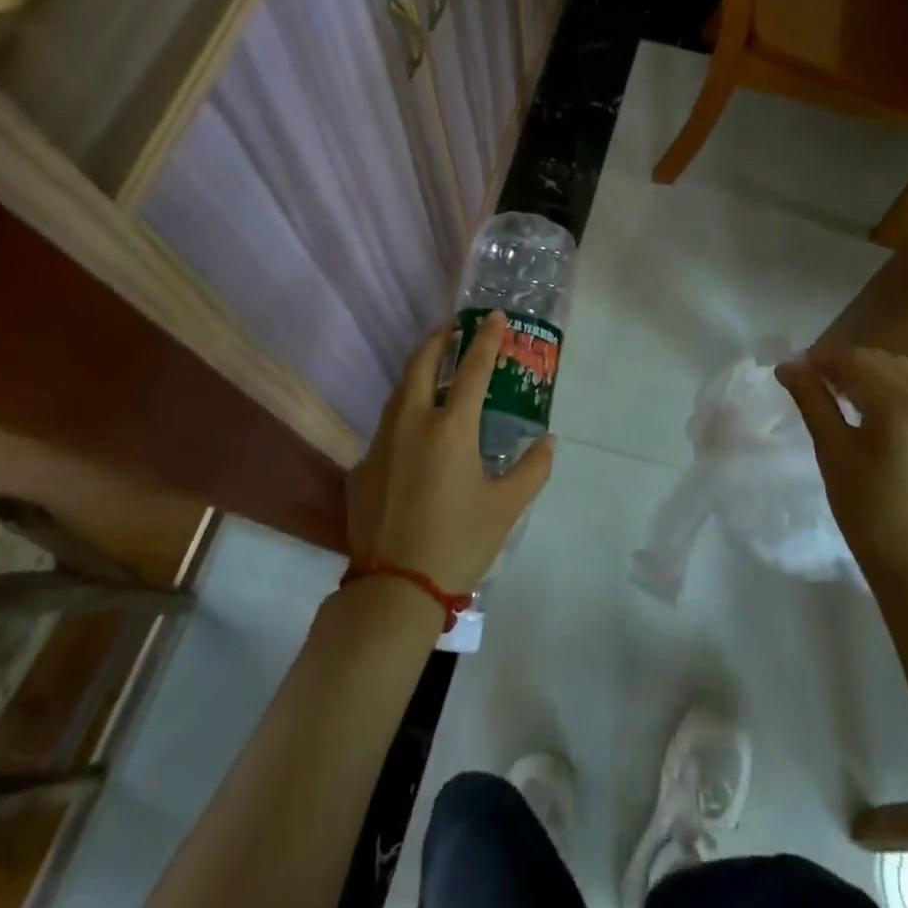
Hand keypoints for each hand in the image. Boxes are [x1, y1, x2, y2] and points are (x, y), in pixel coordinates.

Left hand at [346, 312, 554, 594]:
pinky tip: (413, 434)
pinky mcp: (361, 467)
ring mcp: (380, 444)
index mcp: (451, 428)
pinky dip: (404, 414)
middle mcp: (411, 424)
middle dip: (438, 340)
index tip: (493, 316)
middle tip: (452, 329)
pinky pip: (386, 428)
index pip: (473, 369)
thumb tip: (547, 441)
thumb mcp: (507, 508)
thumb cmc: (459, 543)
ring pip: (399, 392)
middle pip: (421, 364)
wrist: (394, 591)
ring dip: (418, 372)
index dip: (486, 339)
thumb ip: (532, 469)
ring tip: (434, 369)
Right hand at [775, 346, 907, 581]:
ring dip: (869, 373)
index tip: (792, 368)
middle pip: (880, 360)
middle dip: (843, 363)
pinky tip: (873, 410)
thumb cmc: (870, 514)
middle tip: (811, 381)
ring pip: (902, 372)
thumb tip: (788, 366)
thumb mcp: (833, 453)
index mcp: (902, 405)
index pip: (853, 360)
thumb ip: (812, 401)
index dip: (819, 358)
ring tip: (840, 394)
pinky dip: (893, 389)